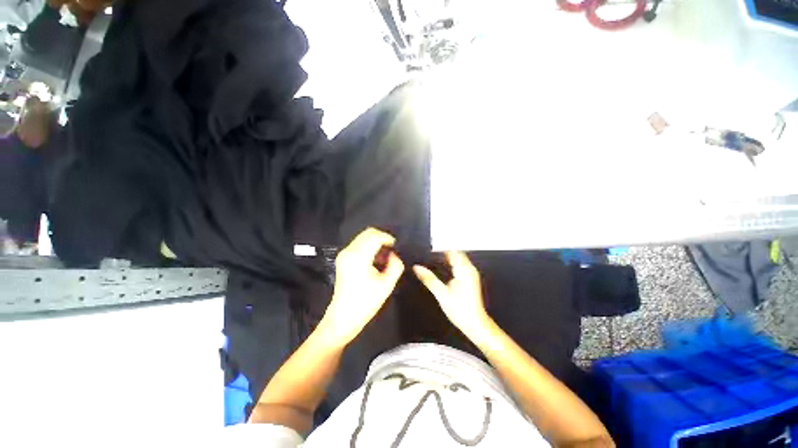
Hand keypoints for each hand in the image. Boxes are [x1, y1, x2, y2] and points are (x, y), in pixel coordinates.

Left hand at [320, 228, 404, 346]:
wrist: (343, 318)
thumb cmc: (366, 303)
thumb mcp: (387, 284)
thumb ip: (395, 265)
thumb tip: (394, 254)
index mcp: (359, 256)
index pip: (375, 236)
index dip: (388, 238)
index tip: (397, 247)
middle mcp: (349, 251)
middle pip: (368, 233)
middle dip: (382, 239)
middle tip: (392, 252)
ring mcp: (344, 254)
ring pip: (363, 238)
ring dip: (376, 243)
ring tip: (385, 258)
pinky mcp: (343, 259)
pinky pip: (359, 245)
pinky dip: (369, 248)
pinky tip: (376, 261)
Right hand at [413, 251, 489, 337]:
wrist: (475, 324)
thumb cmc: (459, 310)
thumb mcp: (441, 295)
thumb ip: (429, 279)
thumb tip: (416, 267)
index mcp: (464, 270)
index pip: (452, 250)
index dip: (440, 245)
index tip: (427, 243)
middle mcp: (469, 268)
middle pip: (455, 251)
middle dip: (442, 248)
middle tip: (427, 247)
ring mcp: (470, 272)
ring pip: (457, 256)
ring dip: (445, 254)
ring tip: (430, 252)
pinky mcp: (469, 276)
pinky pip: (459, 263)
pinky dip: (449, 260)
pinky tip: (440, 263)